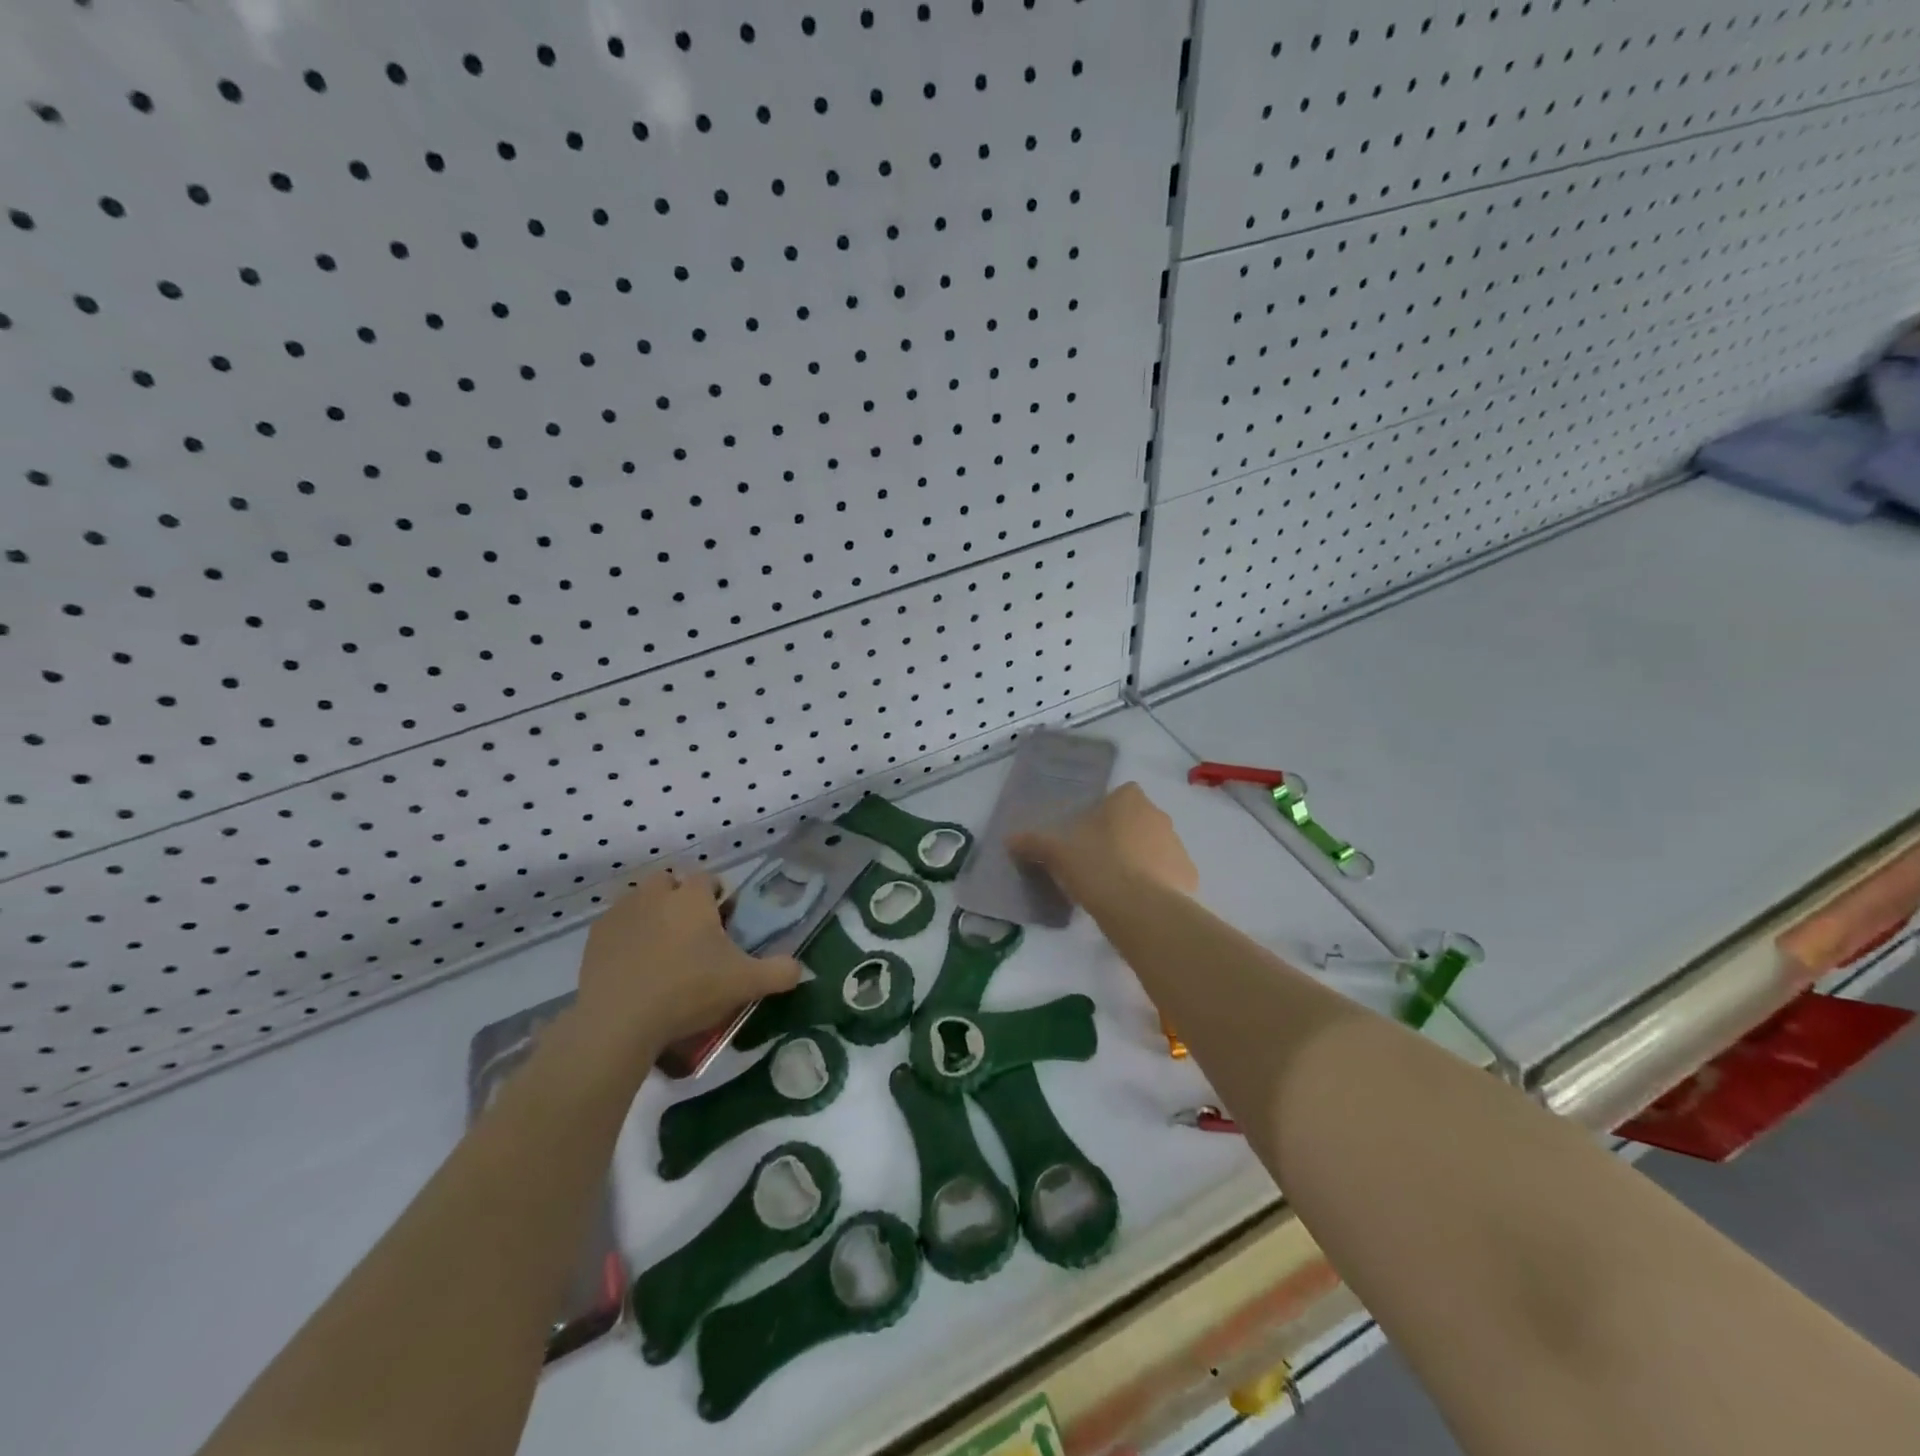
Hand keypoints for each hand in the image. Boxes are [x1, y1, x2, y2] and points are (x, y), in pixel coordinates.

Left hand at [574, 870, 801, 1059]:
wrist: (620, 1022)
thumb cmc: (688, 991)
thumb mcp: (746, 984)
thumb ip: (780, 972)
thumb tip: (800, 968)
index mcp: (692, 896)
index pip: (709, 879)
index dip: (718, 898)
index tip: (722, 925)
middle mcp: (656, 893)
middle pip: (670, 882)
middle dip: (680, 899)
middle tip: (691, 936)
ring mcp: (622, 912)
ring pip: (641, 899)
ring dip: (652, 914)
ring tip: (661, 950)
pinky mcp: (596, 936)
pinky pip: (617, 924)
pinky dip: (627, 936)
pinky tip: (634, 966)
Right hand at [1008, 782, 1198, 907]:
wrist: (1140, 909)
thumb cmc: (1096, 866)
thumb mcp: (1056, 852)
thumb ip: (1033, 841)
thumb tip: (1009, 838)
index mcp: (1129, 801)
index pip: (1120, 795)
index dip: (1104, 813)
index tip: (1087, 834)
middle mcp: (1158, 816)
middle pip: (1137, 821)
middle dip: (1121, 837)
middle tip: (1096, 862)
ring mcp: (1177, 846)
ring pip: (1154, 848)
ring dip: (1138, 860)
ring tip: (1114, 887)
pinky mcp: (1188, 877)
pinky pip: (1167, 876)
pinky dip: (1154, 886)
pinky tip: (1135, 904)